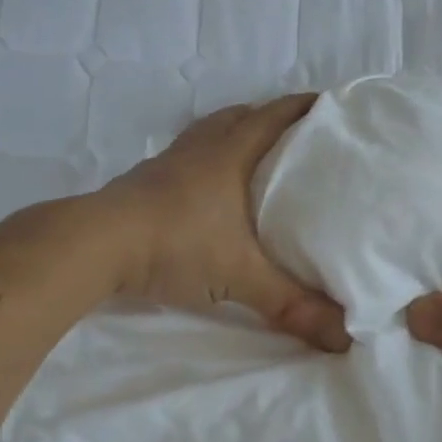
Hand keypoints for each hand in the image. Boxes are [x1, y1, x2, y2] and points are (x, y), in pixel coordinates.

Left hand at [100, 94, 350, 351]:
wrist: (97, 244)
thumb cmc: (177, 244)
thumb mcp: (240, 277)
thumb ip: (291, 304)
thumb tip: (345, 337)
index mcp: (231, 153)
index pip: (274, 116)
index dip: (302, 107)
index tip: (329, 105)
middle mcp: (201, 148)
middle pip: (240, 116)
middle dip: (270, 117)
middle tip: (298, 134)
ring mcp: (169, 161)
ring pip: (209, 132)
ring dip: (234, 133)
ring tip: (256, 154)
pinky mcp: (145, 179)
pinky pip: (186, 154)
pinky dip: (205, 158)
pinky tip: (208, 187)